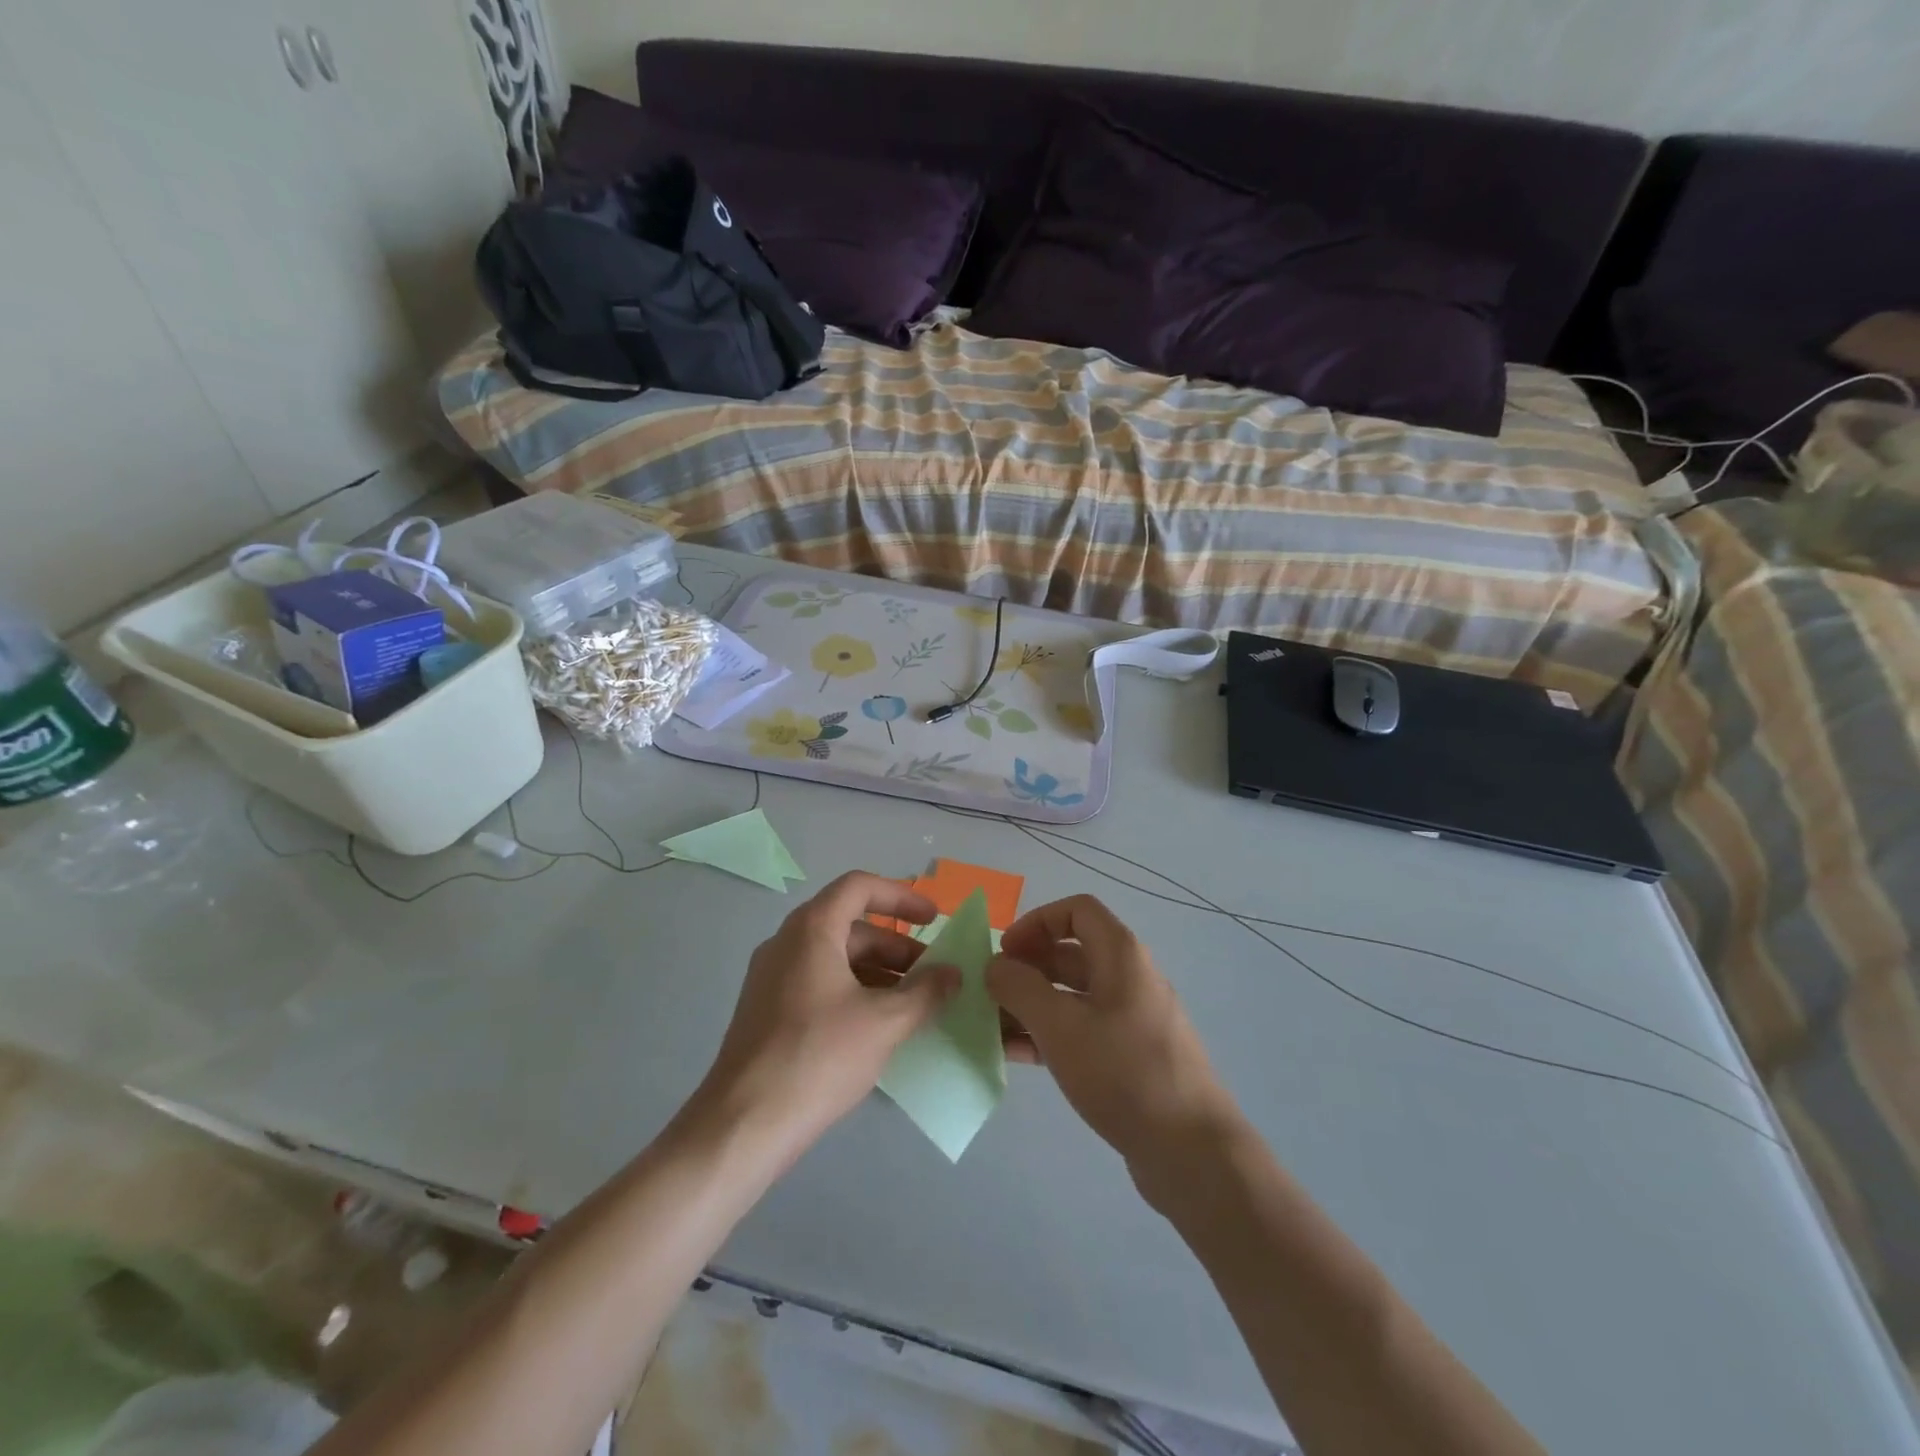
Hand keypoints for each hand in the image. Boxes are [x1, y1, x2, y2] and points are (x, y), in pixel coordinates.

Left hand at [696, 872, 957, 1152]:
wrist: (744, 1125)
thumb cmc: (818, 1057)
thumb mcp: (884, 1022)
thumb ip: (925, 992)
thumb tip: (953, 973)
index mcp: (811, 930)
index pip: (859, 887)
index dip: (902, 896)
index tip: (934, 918)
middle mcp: (787, 943)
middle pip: (850, 925)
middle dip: (897, 945)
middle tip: (932, 974)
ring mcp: (772, 977)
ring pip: (835, 957)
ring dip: (878, 971)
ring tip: (913, 1003)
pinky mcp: (767, 1010)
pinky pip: (819, 983)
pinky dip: (854, 990)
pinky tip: (878, 1026)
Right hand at [987, 895, 1236, 1172]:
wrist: (1191, 1151)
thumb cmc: (1123, 1072)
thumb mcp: (1060, 1025)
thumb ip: (1020, 988)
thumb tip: (996, 965)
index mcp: (1120, 955)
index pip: (1076, 911)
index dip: (1036, 921)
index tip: (1006, 952)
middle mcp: (1128, 978)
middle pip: (1070, 953)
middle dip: (1026, 967)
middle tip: (990, 992)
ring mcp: (1130, 1019)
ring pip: (1072, 996)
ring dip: (1031, 1004)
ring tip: (991, 1027)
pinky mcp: (1128, 1056)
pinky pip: (1081, 1030)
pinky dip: (1048, 1034)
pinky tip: (1016, 1056)